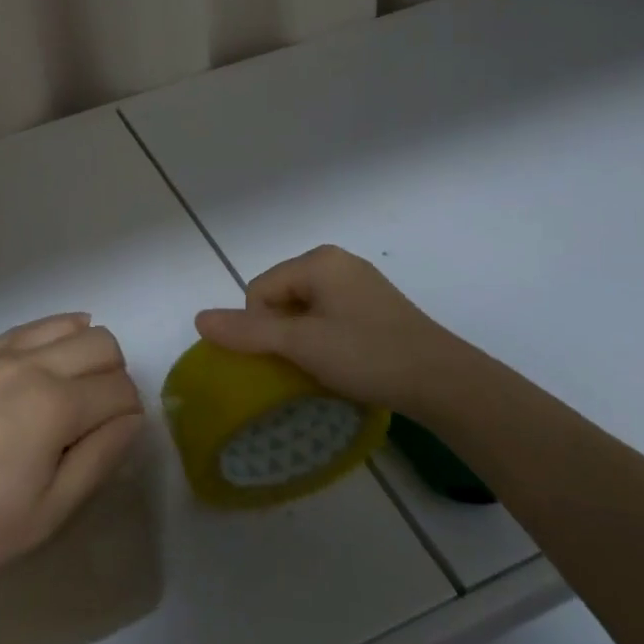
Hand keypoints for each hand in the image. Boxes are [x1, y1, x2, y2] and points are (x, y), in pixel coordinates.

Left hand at [0, 314, 144, 590]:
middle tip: (96, 418)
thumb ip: (99, 459)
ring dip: (86, 351)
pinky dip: (52, 335)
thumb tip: (132, 419)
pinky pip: (27, 327)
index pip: (122, 390)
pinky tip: (46, 359)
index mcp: (54, 406)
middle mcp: (31, 364)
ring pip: (68, 324)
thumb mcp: (47, 514)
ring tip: (73, 388)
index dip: (130, 415)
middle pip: (103, 344)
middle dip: (115, 377)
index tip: (114, 440)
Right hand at [193, 246, 475, 414]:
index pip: (259, 289)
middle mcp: (337, 262)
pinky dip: (326, 340)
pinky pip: (330, 317)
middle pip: (281, 296)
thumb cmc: (368, 355)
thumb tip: (198, 318)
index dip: (262, 326)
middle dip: (283, 332)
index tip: (288, 356)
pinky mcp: (377, 307)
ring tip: (325, 368)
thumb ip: (249, 331)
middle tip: (305, 364)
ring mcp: (360, 284)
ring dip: (304, 339)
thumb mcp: (301, 345)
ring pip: (305, 310)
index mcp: (318, 260)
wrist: (445, 383)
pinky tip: (345, 363)